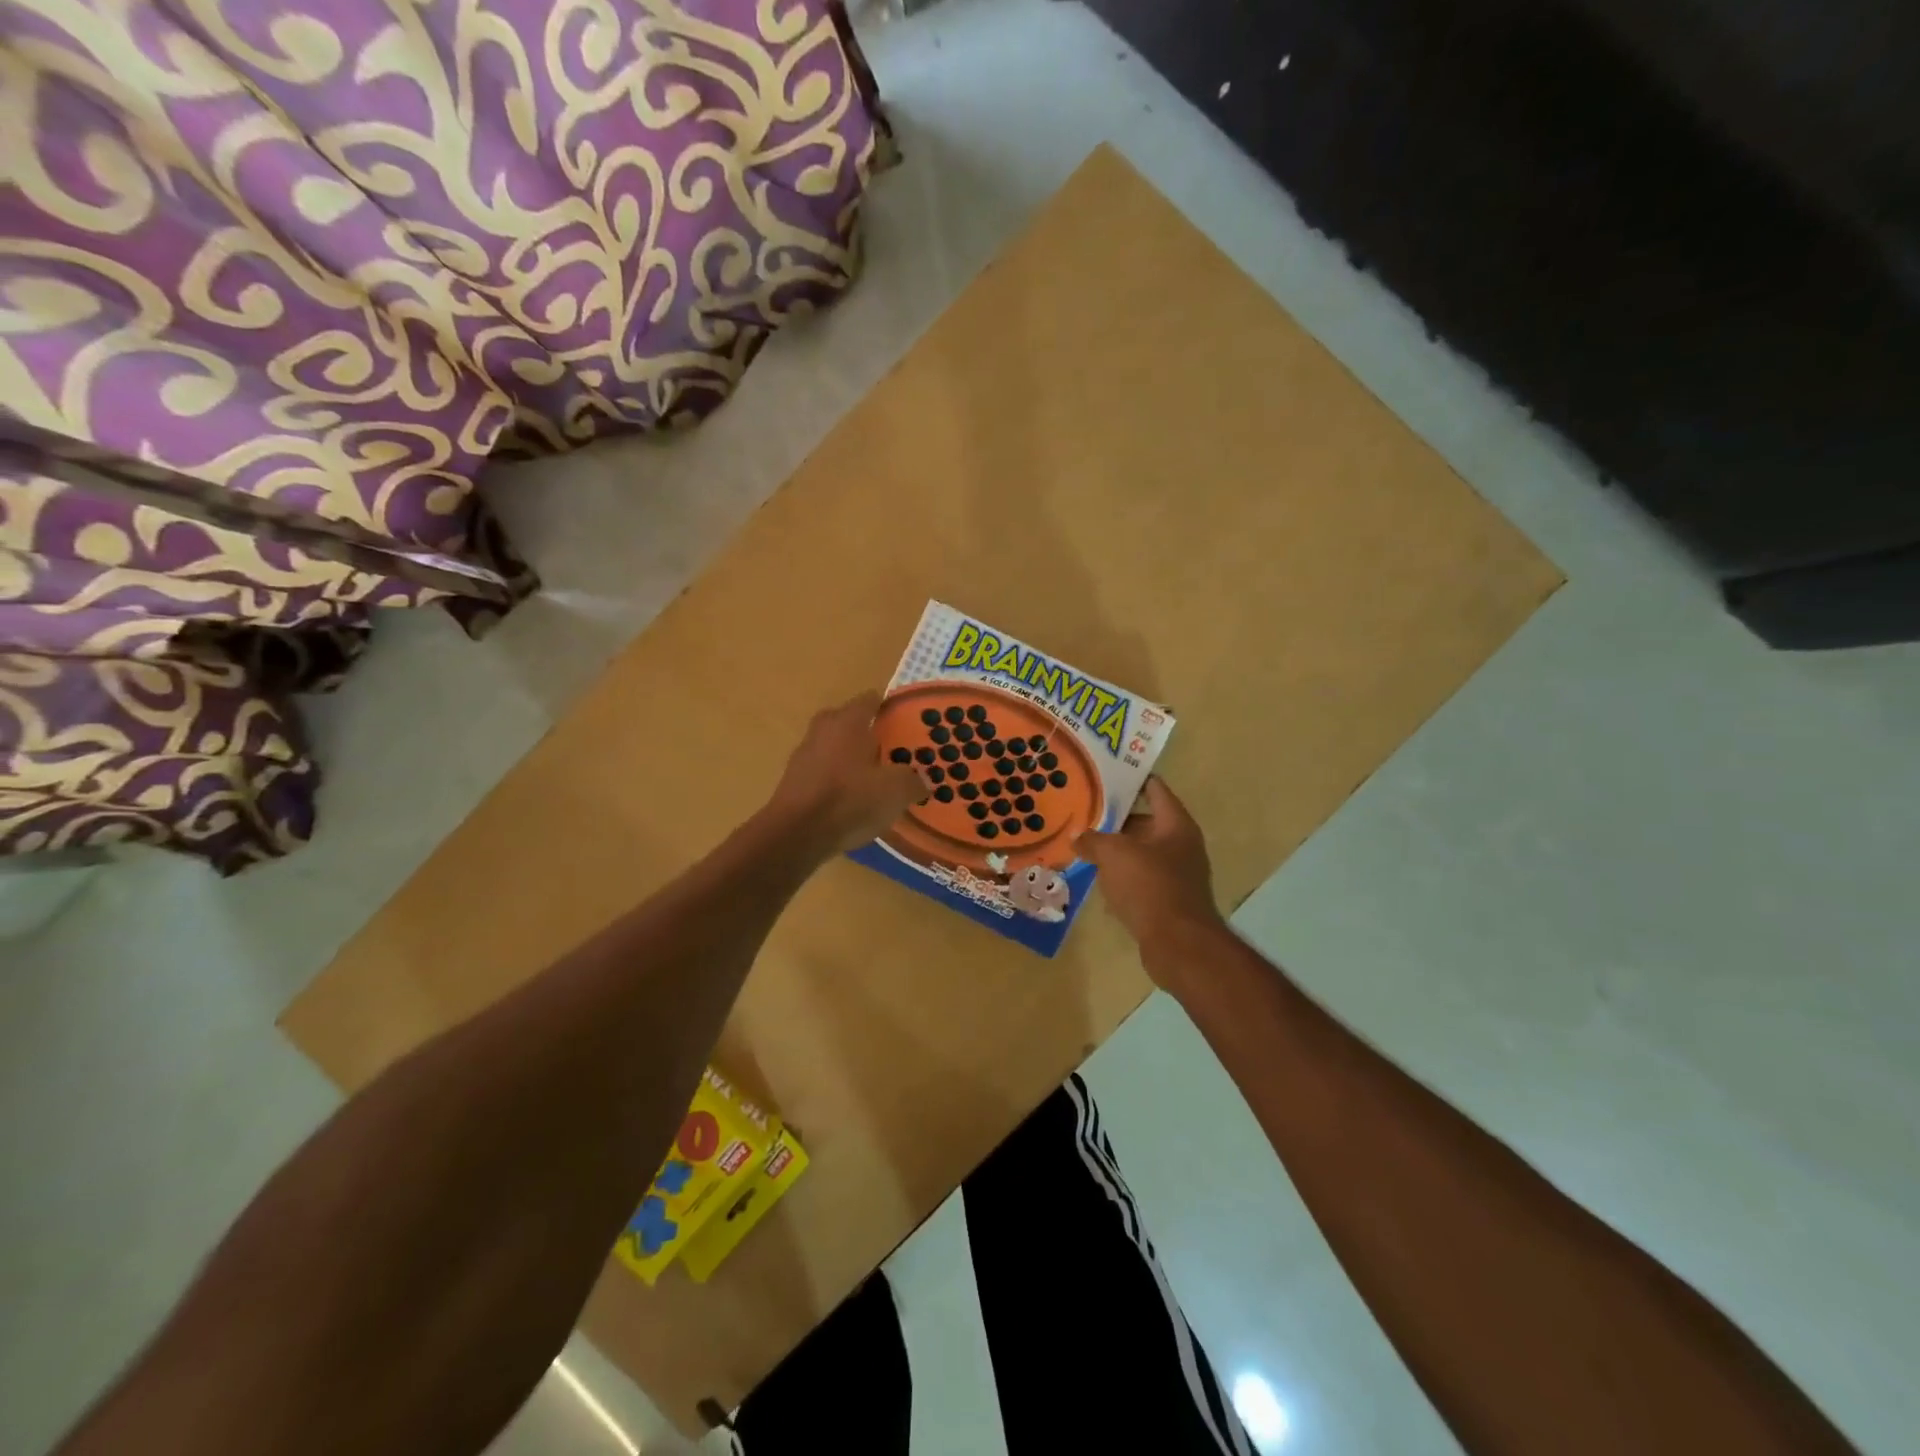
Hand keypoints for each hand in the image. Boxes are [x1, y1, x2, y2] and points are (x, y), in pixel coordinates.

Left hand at [765, 692, 926, 856]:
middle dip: (869, 735)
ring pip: (835, 748)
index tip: (906, 725)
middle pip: (849, 723)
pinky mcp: (794, 781)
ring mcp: (804, 755)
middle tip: (892, 753)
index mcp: (848, 721)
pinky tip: (852, 802)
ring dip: (852, 759)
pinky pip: (823, 772)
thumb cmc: (850, 800)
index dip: (890, 710)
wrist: (796, 834)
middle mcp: (823, 729)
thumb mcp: (896, 791)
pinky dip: (837, 781)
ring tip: (875, 781)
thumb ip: (913, 780)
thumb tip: (921, 780)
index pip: (871, 700)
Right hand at [1075, 778, 1225, 973]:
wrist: (1178, 943)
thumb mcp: (1114, 854)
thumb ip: (1093, 839)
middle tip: (1084, 812)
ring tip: (1083, 843)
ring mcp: (1176, 874)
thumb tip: (1078, 836)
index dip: (1131, 779)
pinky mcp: (1167, 900)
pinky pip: (1140, 879)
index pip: (1154, 789)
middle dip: (1115, 819)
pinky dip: (1120, 877)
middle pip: (1145, 822)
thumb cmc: (1150, 886)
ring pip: (1140, 853)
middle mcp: (1181, 845)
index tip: (1105, 774)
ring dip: (1116, 850)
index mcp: (1175, 824)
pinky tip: (1096, 879)